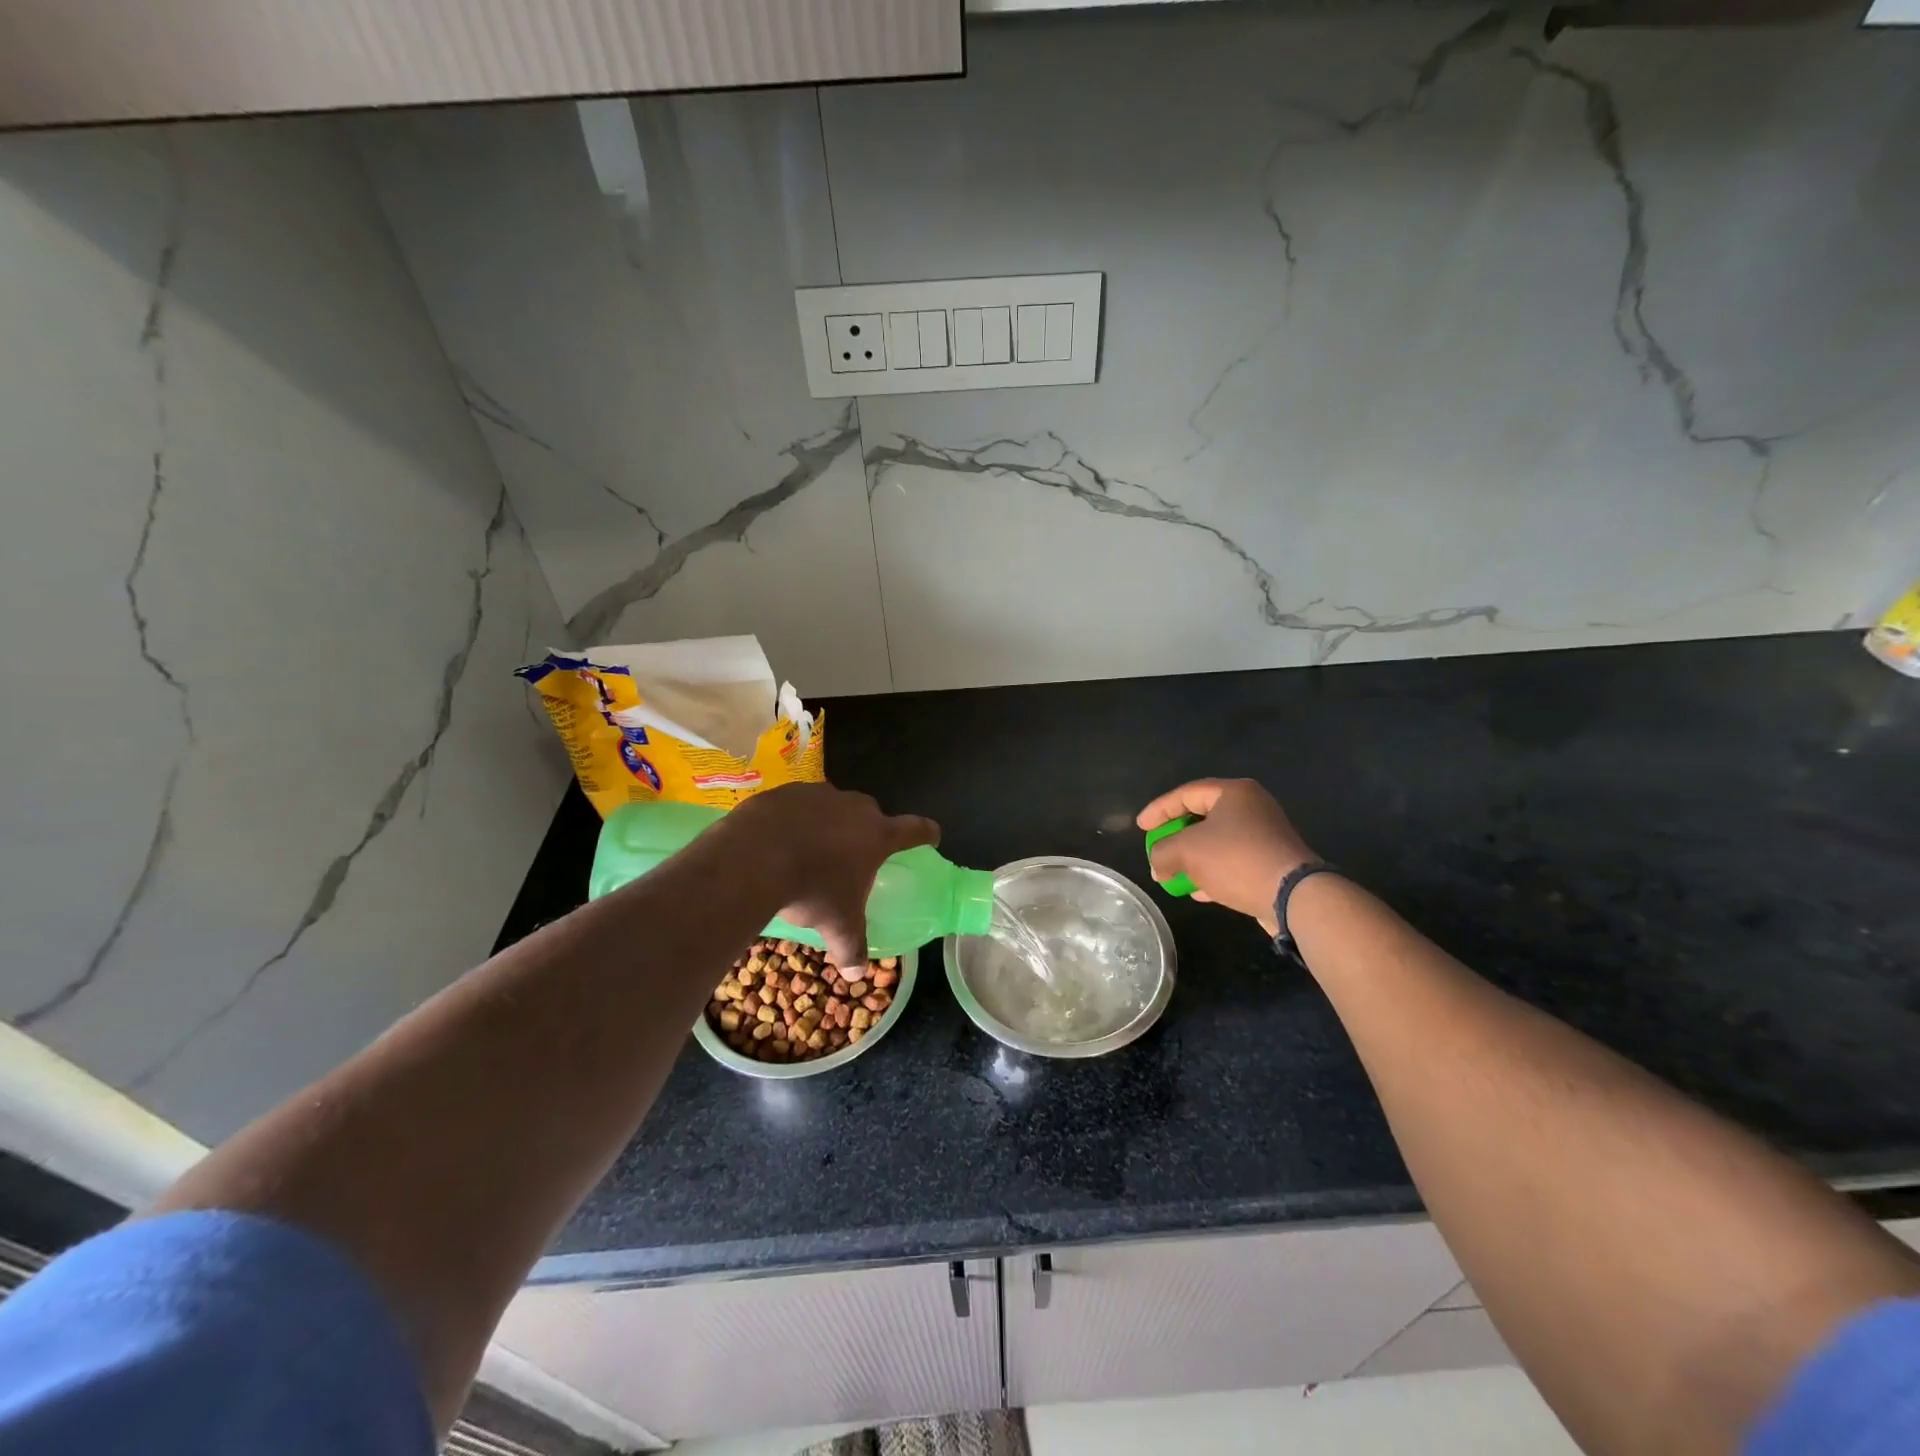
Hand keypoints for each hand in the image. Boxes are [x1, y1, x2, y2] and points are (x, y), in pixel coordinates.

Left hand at [723, 783, 939, 971]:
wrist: (753, 858)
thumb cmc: (811, 890)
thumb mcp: (836, 925)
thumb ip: (851, 948)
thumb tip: (856, 975)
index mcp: (877, 836)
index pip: (914, 830)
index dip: (926, 833)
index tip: (932, 835)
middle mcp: (854, 807)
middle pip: (871, 815)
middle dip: (867, 831)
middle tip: (853, 856)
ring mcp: (819, 794)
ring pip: (833, 807)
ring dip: (828, 823)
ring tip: (810, 850)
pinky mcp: (786, 792)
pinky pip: (798, 805)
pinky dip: (795, 819)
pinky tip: (779, 841)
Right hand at [1136, 779, 1314, 934]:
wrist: (1293, 896)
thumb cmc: (1236, 859)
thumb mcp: (1186, 851)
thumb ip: (1162, 852)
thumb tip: (1158, 866)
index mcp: (1234, 793)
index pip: (1186, 794)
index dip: (1159, 809)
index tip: (1140, 827)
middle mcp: (1252, 808)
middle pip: (1202, 817)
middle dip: (1175, 838)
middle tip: (1157, 850)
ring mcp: (1265, 836)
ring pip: (1217, 842)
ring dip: (1192, 859)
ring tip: (1172, 875)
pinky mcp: (1271, 862)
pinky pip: (1233, 861)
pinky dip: (1212, 872)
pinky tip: (1197, 891)